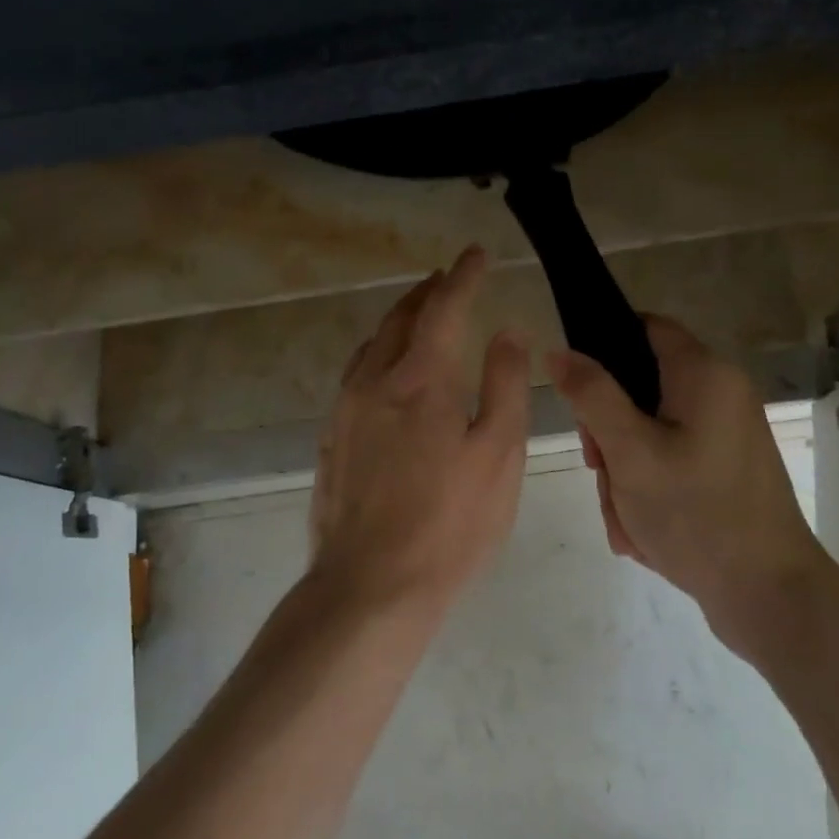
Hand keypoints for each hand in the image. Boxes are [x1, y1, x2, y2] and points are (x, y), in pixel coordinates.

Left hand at [308, 246, 532, 613]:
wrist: (369, 585)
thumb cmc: (449, 524)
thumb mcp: (498, 456)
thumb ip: (504, 386)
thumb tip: (507, 332)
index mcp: (421, 379)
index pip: (444, 308)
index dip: (463, 276)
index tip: (476, 253)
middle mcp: (375, 380)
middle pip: (401, 318)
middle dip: (428, 291)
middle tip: (448, 276)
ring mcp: (346, 408)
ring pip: (372, 343)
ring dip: (399, 318)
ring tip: (420, 311)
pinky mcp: (331, 436)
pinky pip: (356, 372)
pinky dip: (378, 351)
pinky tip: (385, 366)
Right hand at [548, 315, 822, 634]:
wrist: (771, 598)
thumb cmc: (697, 514)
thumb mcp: (629, 451)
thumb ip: (591, 395)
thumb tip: (558, 351)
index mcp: (704, 374)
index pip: (645, 326)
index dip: (603, 341)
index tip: (575, 386)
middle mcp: (720, 394)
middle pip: (640, 386)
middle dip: (608, 428)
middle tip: (601, 467)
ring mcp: (724, 435)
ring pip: (647, 430)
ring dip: (624, 468)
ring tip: (626, 514)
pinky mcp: (723, 470)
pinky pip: (668, 462)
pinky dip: (647, 488)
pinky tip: (642, 529)